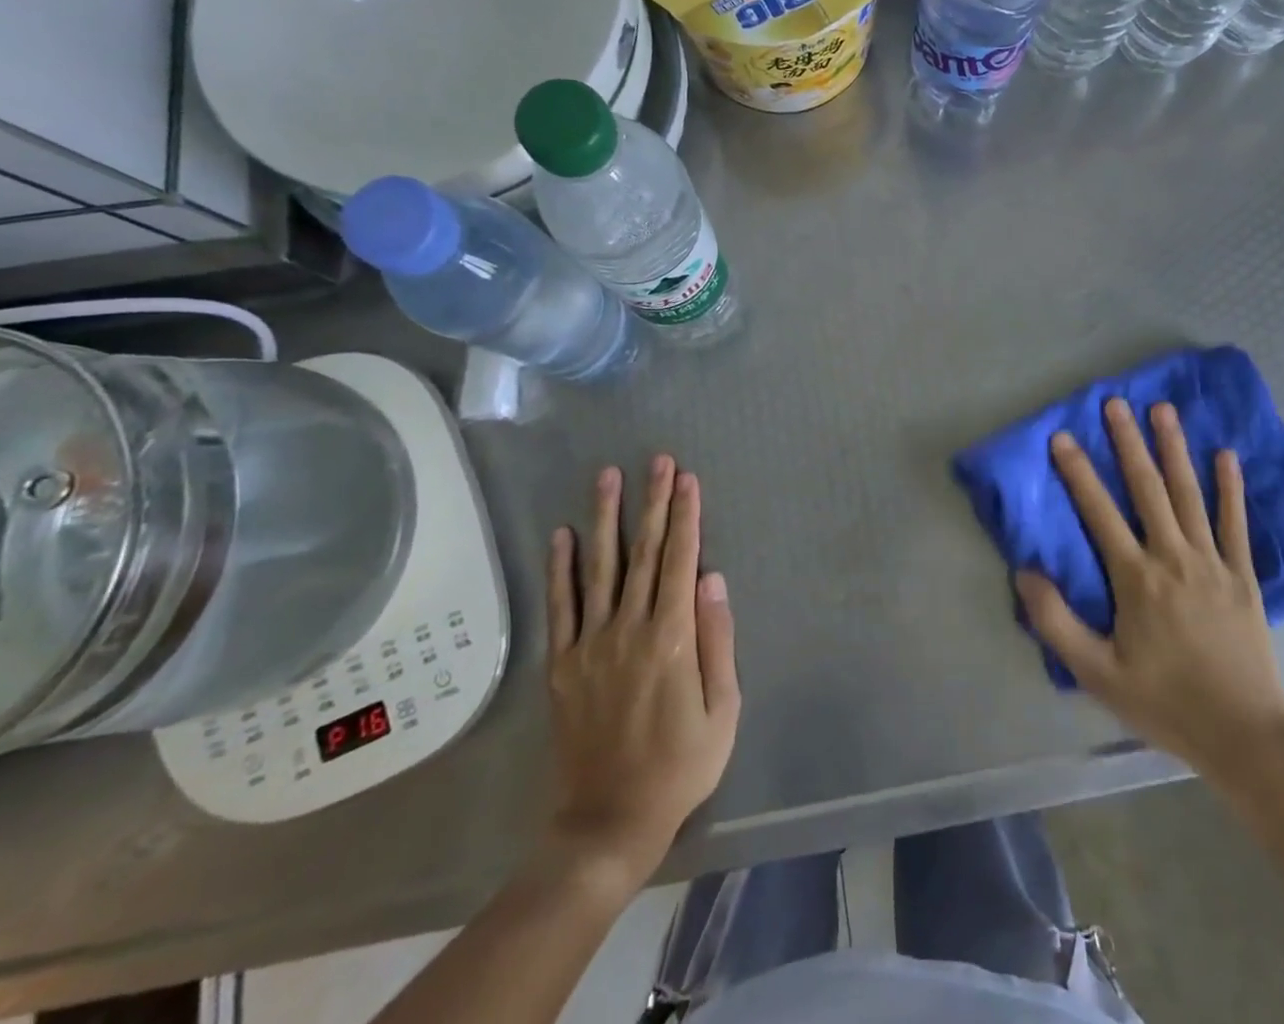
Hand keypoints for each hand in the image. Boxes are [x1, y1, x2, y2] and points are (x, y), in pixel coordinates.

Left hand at [544, 455, 739, 892]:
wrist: (609, 821)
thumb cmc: (681, 764)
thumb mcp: (722, 709)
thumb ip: (718, 640)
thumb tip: (713, 579)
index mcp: (672, 637)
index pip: (682, 561)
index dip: (686, 517)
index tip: (688, 479)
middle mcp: (629, 629)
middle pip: (644, 552)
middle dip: (653, 502)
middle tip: (657, 461)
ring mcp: (590, 644)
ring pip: (600, 567)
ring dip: (606, 518)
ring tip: (608, 476)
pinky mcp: (563, 663)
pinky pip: (561, 606)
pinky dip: (560, 568)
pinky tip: (561, 535)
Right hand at [1015, 399, 1283, 796]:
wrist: (1243, 736)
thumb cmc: (1163, 702)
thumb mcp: (1096, 673)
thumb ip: (1056, 622)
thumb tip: (1024, 573)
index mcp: (1136, 579)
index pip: (1099, 513)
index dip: (1078, 472)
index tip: (1061, 436)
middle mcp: (1173, 558)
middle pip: (1147, 489)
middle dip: (1128, 443)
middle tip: (1116, 403)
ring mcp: (1213, 563)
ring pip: (1189, 495)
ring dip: (1175, 450)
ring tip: (1164, 411)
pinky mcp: (1243, 577)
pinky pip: (1235, 524)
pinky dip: (1230, 488)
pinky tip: (1226, 455)